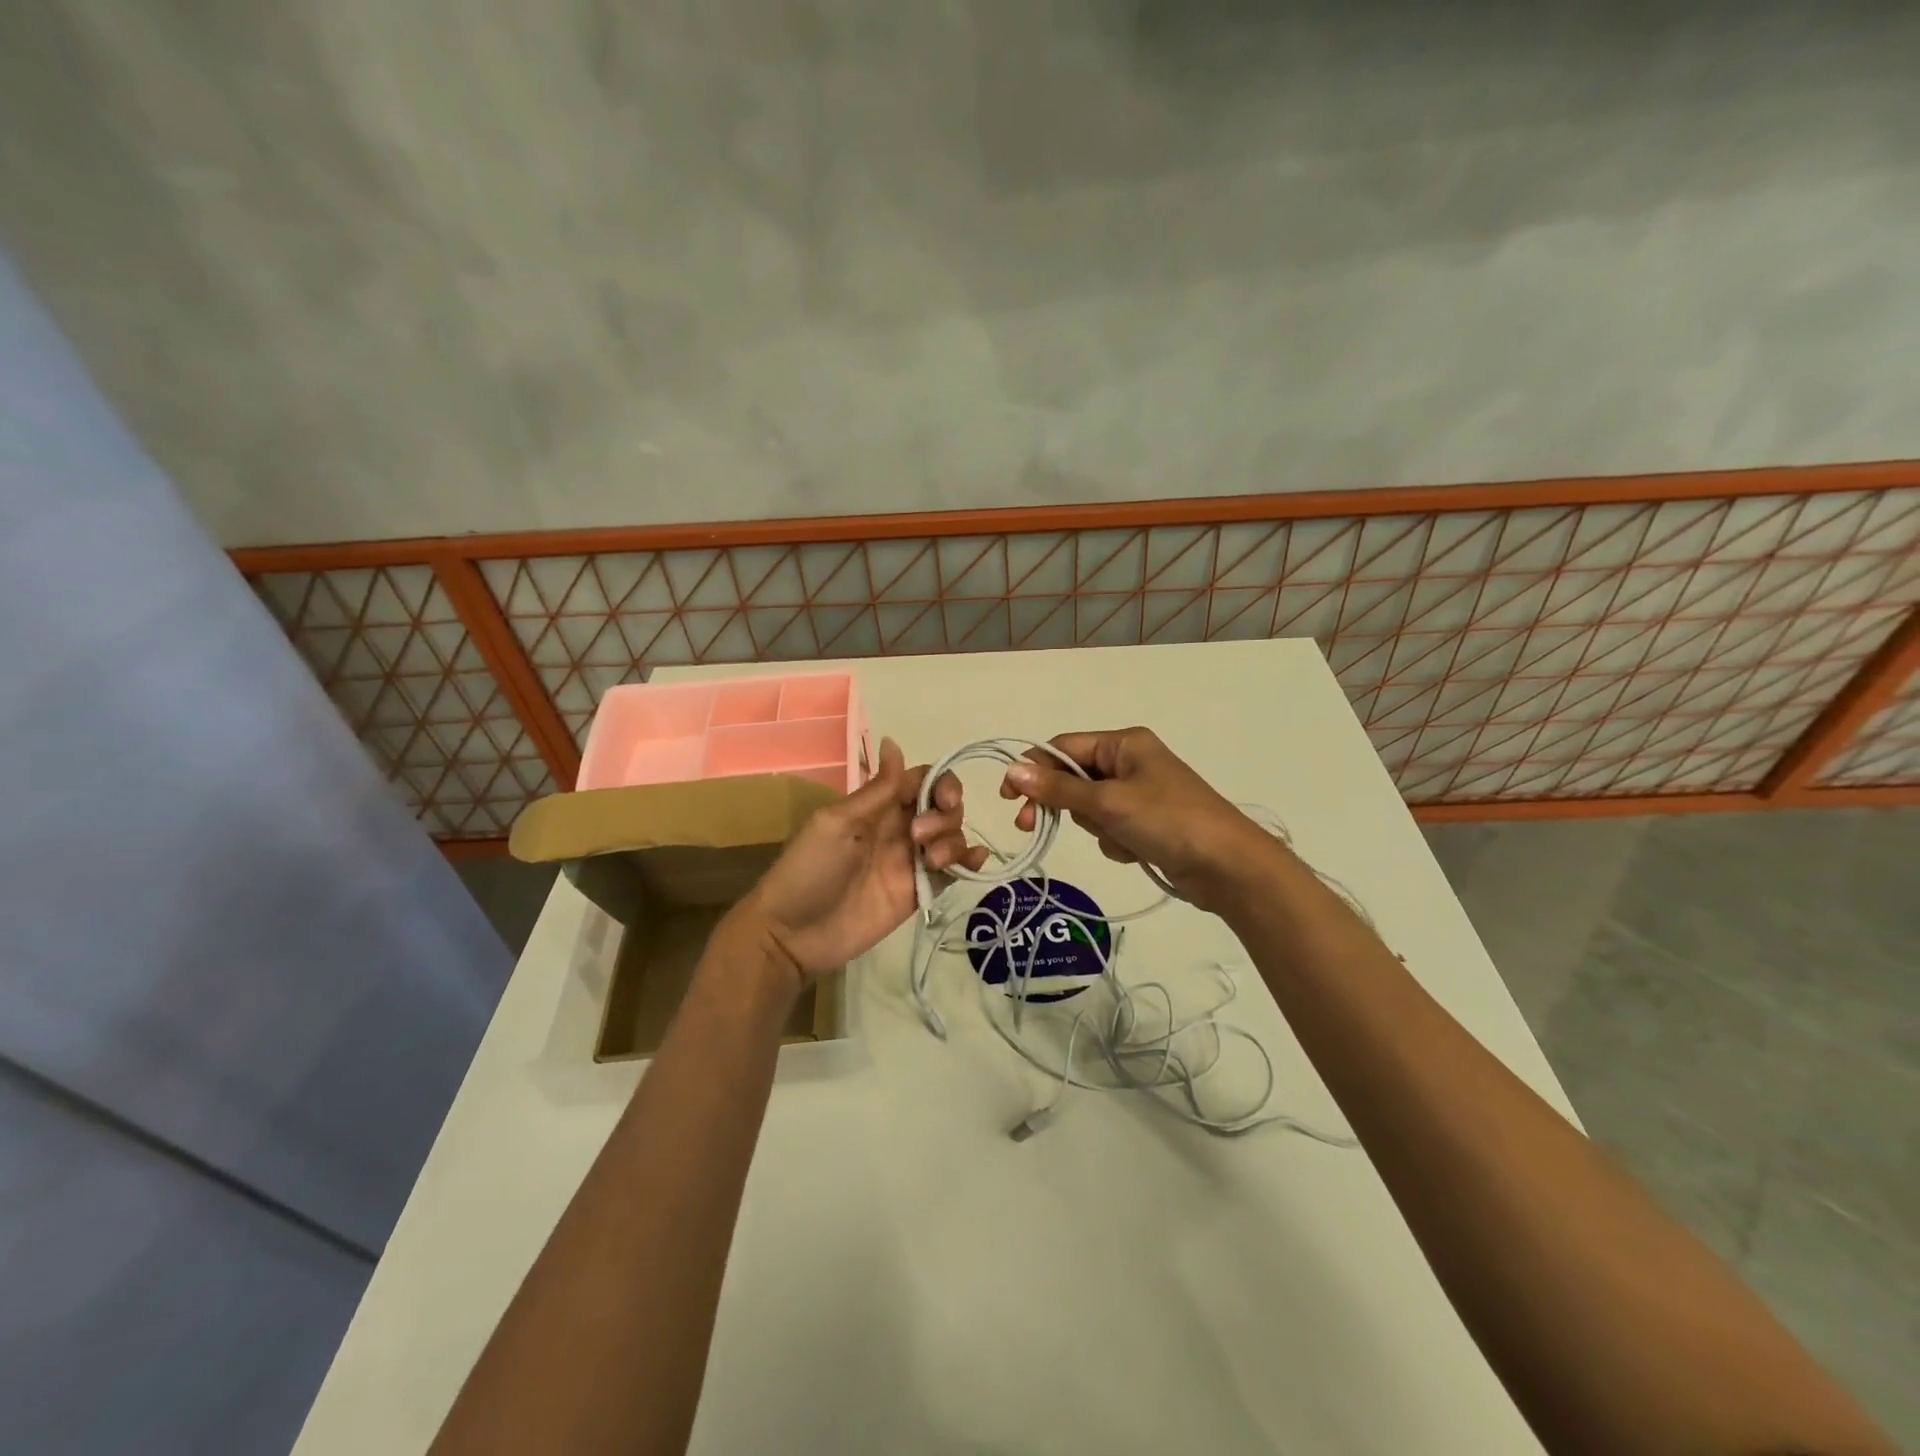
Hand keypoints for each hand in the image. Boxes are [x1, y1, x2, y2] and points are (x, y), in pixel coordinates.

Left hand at [728, 738, 984, 986]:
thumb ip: (876, 790)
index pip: (922, 781)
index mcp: (877, 807)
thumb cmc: (809, 870)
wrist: (793, 934)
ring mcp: (910, 861)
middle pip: (943, 807)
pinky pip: (952, 870)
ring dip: (953, 840)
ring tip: (931, 861)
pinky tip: (972, 863)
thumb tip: (893, 740)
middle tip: (919, 837)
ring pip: (952, 836)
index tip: (943, 799)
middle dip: (946, 815)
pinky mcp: (918, 891)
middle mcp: (899, 828)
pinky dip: (969, 862)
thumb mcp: (838, 823)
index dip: (941, 783)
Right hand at [999, 728, 1283, 912]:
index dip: (1034, 769)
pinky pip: (1111, 828)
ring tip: (1121, 837)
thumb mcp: (1108, 802)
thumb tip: (1012, 770)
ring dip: (1096, 826)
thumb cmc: (1168, 821)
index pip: (1064, 748)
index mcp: (1124, 744)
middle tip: (1032, 825)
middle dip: (1062, 803)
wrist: (1228, 866)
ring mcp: (1139, 794)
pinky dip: (1116, 841)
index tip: (1009, 797)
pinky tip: (1136, 851)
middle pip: (1074, 778)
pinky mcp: (1147, 823)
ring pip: (1090, 808)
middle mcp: (1130, 762)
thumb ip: (1058, 789)